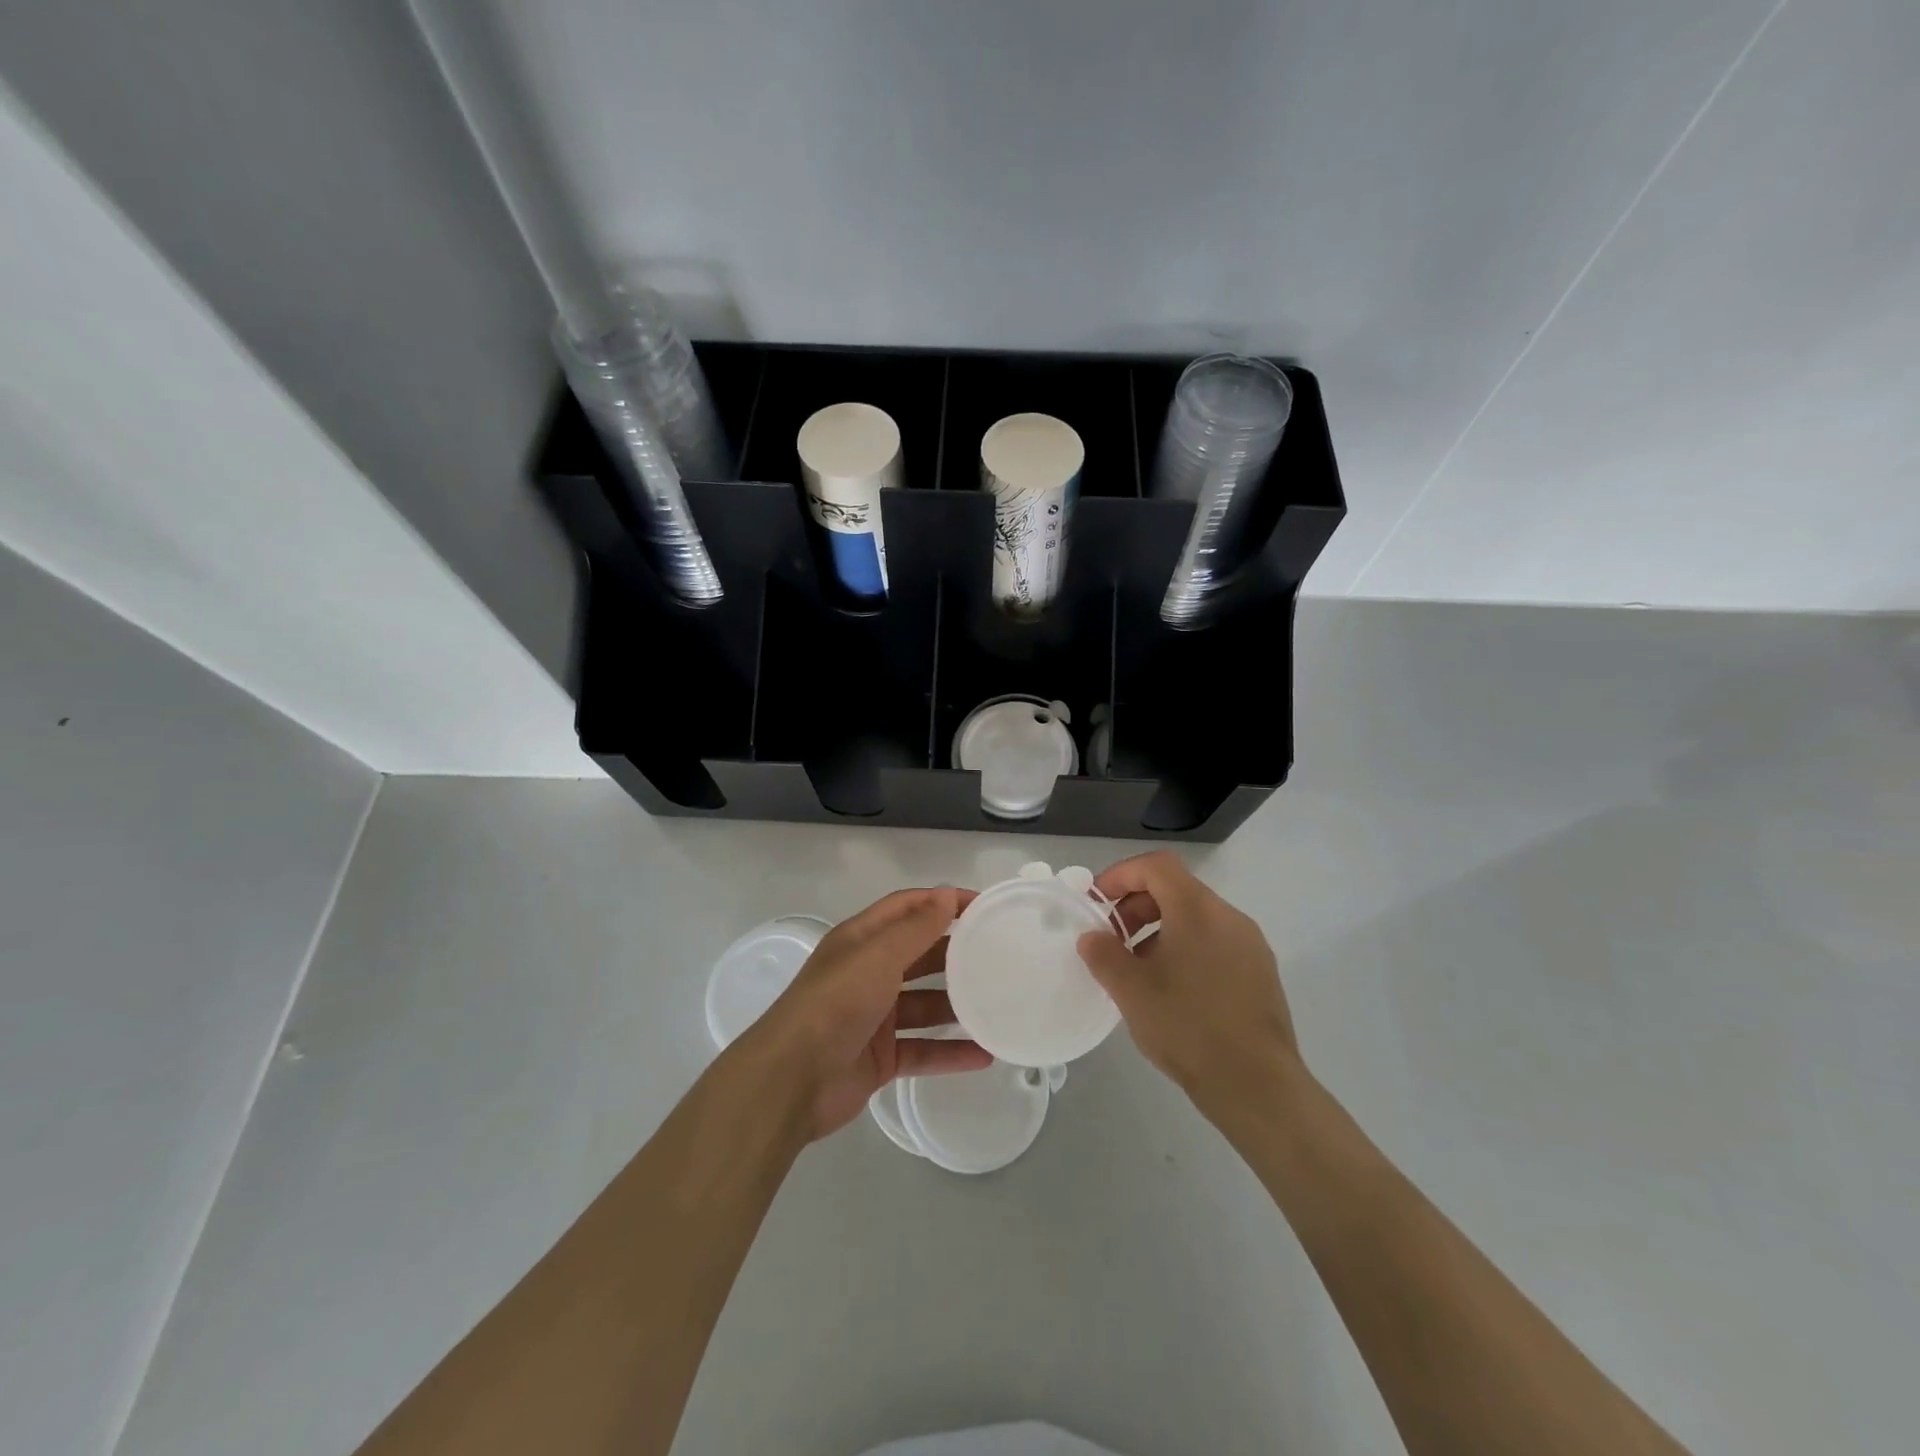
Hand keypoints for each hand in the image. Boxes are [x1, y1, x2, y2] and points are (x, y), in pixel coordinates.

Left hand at [743, 886, 992, 1140]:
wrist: (792, 1080)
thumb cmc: (836, 1003)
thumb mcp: (878, 956)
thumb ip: (916, 927)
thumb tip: (948, 893)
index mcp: (861, 940)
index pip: (907, 908)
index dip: (943, 902)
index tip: (984, 907)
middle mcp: (867, 973)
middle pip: (919, 956)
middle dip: (955, 954)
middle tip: (1000, 956)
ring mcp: (874, 1018)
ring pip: (924, 1005)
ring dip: (957, 1006)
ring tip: (999, 1005)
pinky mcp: (880, 1058)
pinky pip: (923, 1050)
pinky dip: (950, 1052)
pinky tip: (985, 1055)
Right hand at [1077, 851, 1301, 1114]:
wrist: (1257, 1086)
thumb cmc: (1188, 1027)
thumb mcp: (1131, 990)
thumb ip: (1104, 955)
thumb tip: (1092, 937)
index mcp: (1198, 910)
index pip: (1157, 865)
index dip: (1121, 875)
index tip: (1097, 903)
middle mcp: (1229, 917)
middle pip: (1176, 889)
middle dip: (1137, 906)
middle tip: (1113, 940)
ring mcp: (1250, 945)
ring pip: (1196, 918)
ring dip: (1160, 930)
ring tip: (1139, 970)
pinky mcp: (1261, 973)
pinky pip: (1215, 943)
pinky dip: (1185, 949)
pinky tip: (1172, 990)